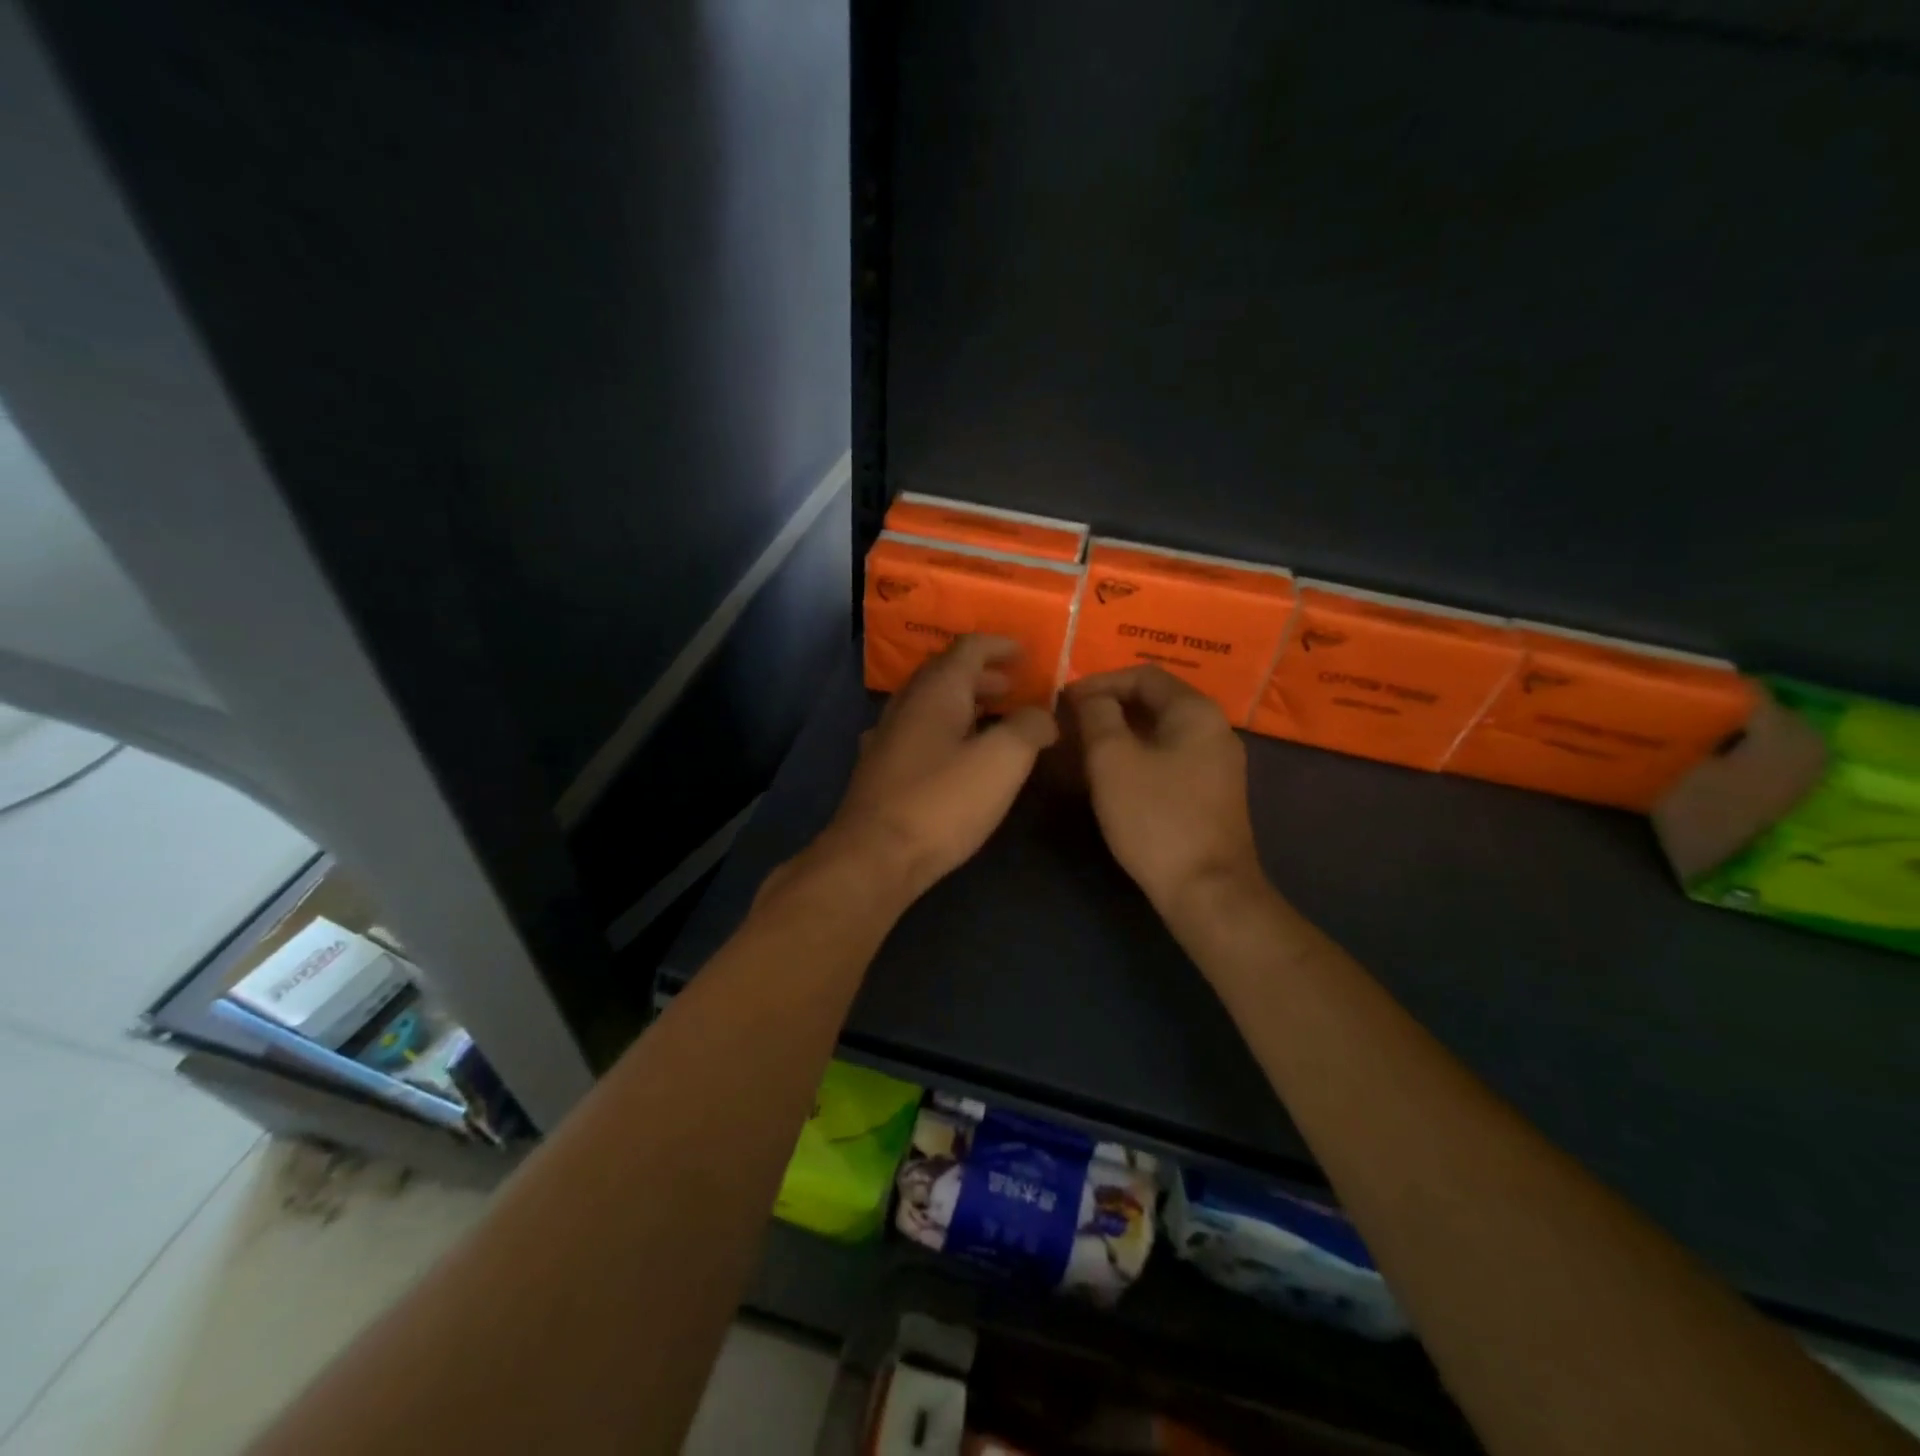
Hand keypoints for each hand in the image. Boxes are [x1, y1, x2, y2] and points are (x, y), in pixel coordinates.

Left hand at [807, 635, 1057, 906]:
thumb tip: (1042, 716)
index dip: (1000, 645)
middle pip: (946, 673)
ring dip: (963, 703)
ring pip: (929, 704)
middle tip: (1014, 687)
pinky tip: (955, 755)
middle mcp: (906, 704)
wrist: (874, 857)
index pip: (969, 648)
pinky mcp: (879, 769)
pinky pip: (918, 732)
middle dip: (983, 675)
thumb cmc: (942, 802)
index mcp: (936, 691)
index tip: (1026, 652)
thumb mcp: (1002, 761)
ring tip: (993, 720)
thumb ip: (1029, 727)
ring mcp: (887, 736)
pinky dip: (945, 730)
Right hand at [1067, 667, 1265, 918]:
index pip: (1143, 674)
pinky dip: (1137, 756)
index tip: (1064, 701)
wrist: (1206, 889)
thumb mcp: (1112, 759)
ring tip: (1083, 749)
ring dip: (1120, 734)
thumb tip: (1089, 696)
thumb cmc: (1155, 817)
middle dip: (1109, 708)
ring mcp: (1216, 764)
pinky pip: (1169, 758)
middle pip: (1154, 701)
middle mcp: (1214, 729)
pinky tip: (1112, 777)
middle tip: (1071, 724)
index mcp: (1196, 711)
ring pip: (1160, 732)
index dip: (1099, 682)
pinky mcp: (1211, 793)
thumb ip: (1097, 716)